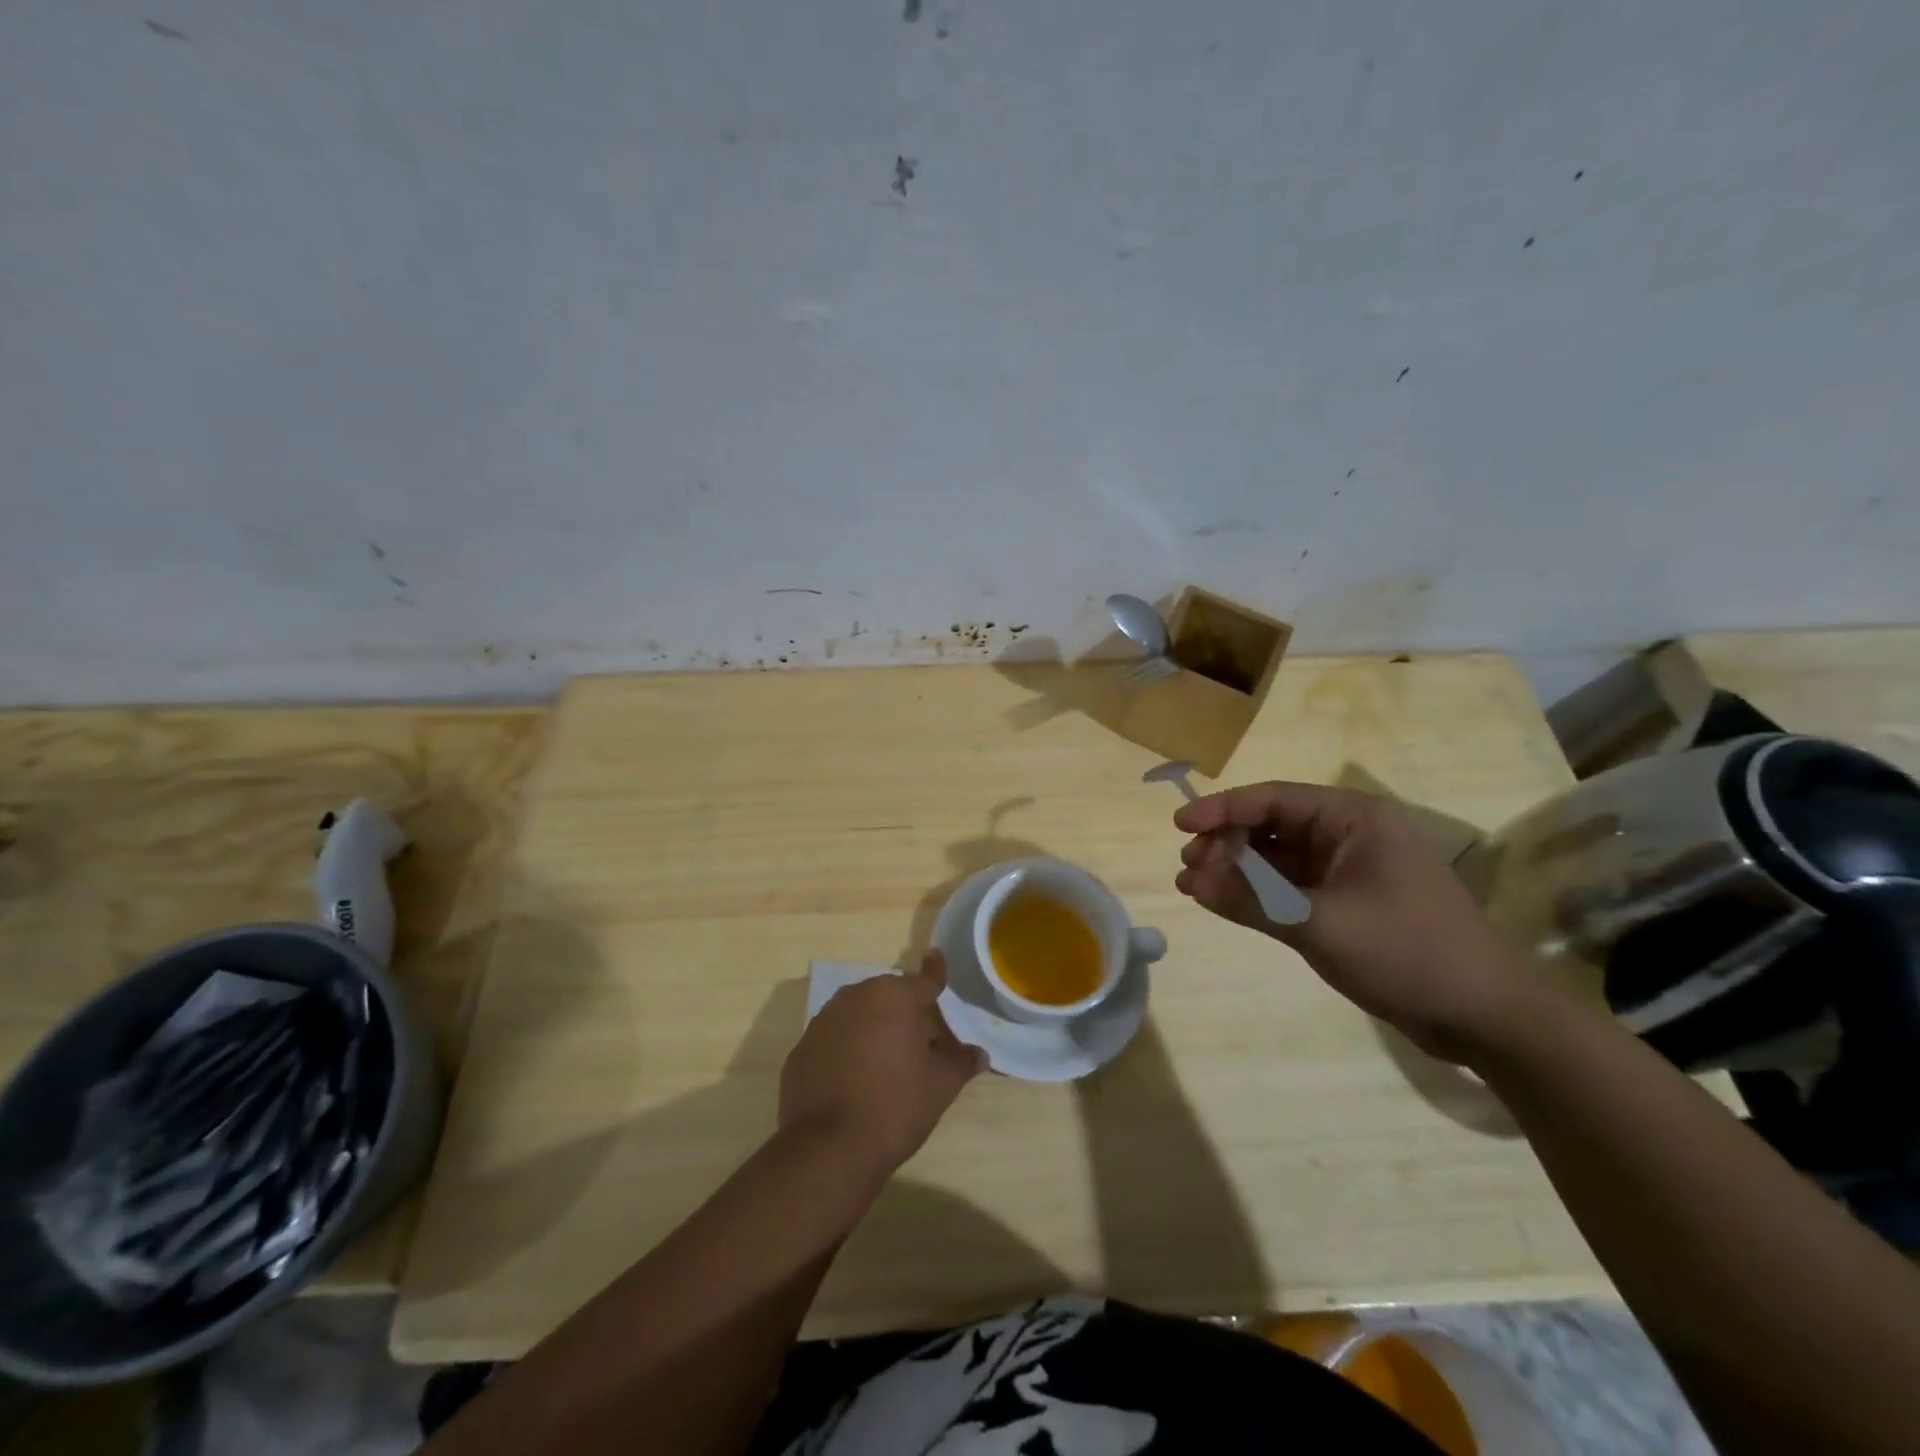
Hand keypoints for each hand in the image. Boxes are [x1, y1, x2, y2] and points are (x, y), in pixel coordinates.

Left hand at [779, 950, 986, 1176]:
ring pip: (861, 1015)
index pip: (924, 980)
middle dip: (909, 1014)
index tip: (936, 957)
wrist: (827, 1150)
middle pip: (891, 998)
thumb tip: (978, 1053)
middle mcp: (855, 997)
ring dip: (877, 1029)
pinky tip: (857, 1080)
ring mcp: (823, 1021)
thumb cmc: (894, 1108)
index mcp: (893, 997)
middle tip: (926, 1046)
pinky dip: (849, 1049)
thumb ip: (960, 1062)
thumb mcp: (939, 1087)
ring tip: (891, 1065)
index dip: (936, 973)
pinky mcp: (801, 1049)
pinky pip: (836, 1039)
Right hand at [1174, 781, 1531, 1062]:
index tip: (1179, 826)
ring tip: (1195, 886)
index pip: (1274, 800)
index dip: (1222, 809)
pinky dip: (1260, 893)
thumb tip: (1189, 881)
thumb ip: (1250, 900)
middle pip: (1273, 825)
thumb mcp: (1319, 925)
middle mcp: (1352, 834)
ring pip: (1280, 857)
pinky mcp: (1351, 901)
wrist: (1487, 1018)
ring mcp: (1352, 869)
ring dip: (1239, 869)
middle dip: (1227, 843)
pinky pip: (1293, 886)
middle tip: (1187, 867)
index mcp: (1355, 820)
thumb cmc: (1407, 954)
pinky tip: (1228, 903)